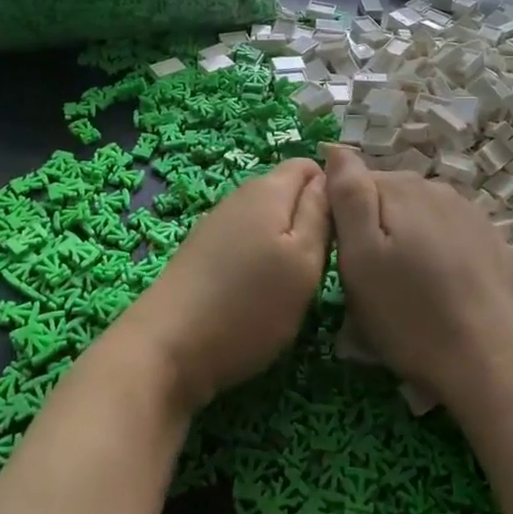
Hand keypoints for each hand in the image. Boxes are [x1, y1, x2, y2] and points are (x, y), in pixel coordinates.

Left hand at [113, 159, 330, 411]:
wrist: (168, 347)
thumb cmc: (249, 305)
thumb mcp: (304, 261)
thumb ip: (320, 213)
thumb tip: (329, 177)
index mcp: (268, 189)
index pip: (311, 166)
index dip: (333, 192)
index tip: (344, 231)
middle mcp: (239, 196)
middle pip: (288, 192)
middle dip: (309, 219)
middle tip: (323, 263)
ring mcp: (217, 223)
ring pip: (267, 218)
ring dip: (284, 242)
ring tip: (294, 282)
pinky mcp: (202, 251)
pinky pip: (245, 239)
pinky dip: (259, 258)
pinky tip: (259, 291)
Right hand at [326, 146, 512, 413]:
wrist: (490, 362)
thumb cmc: (410, 314)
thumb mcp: (360, 258)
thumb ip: (348, 196)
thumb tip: (336, 149)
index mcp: (402, 189)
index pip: (355, 184)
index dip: (343, 219)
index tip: (346, 260)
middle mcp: (439, 189)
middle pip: (390, 198)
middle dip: (377, 229)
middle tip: (373, 281)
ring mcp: (472, 215)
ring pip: (423, 217)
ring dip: (409, 240)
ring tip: (408, 289)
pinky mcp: (495, 243)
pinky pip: (453, 237)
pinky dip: (441, 254)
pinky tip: (443, 290)